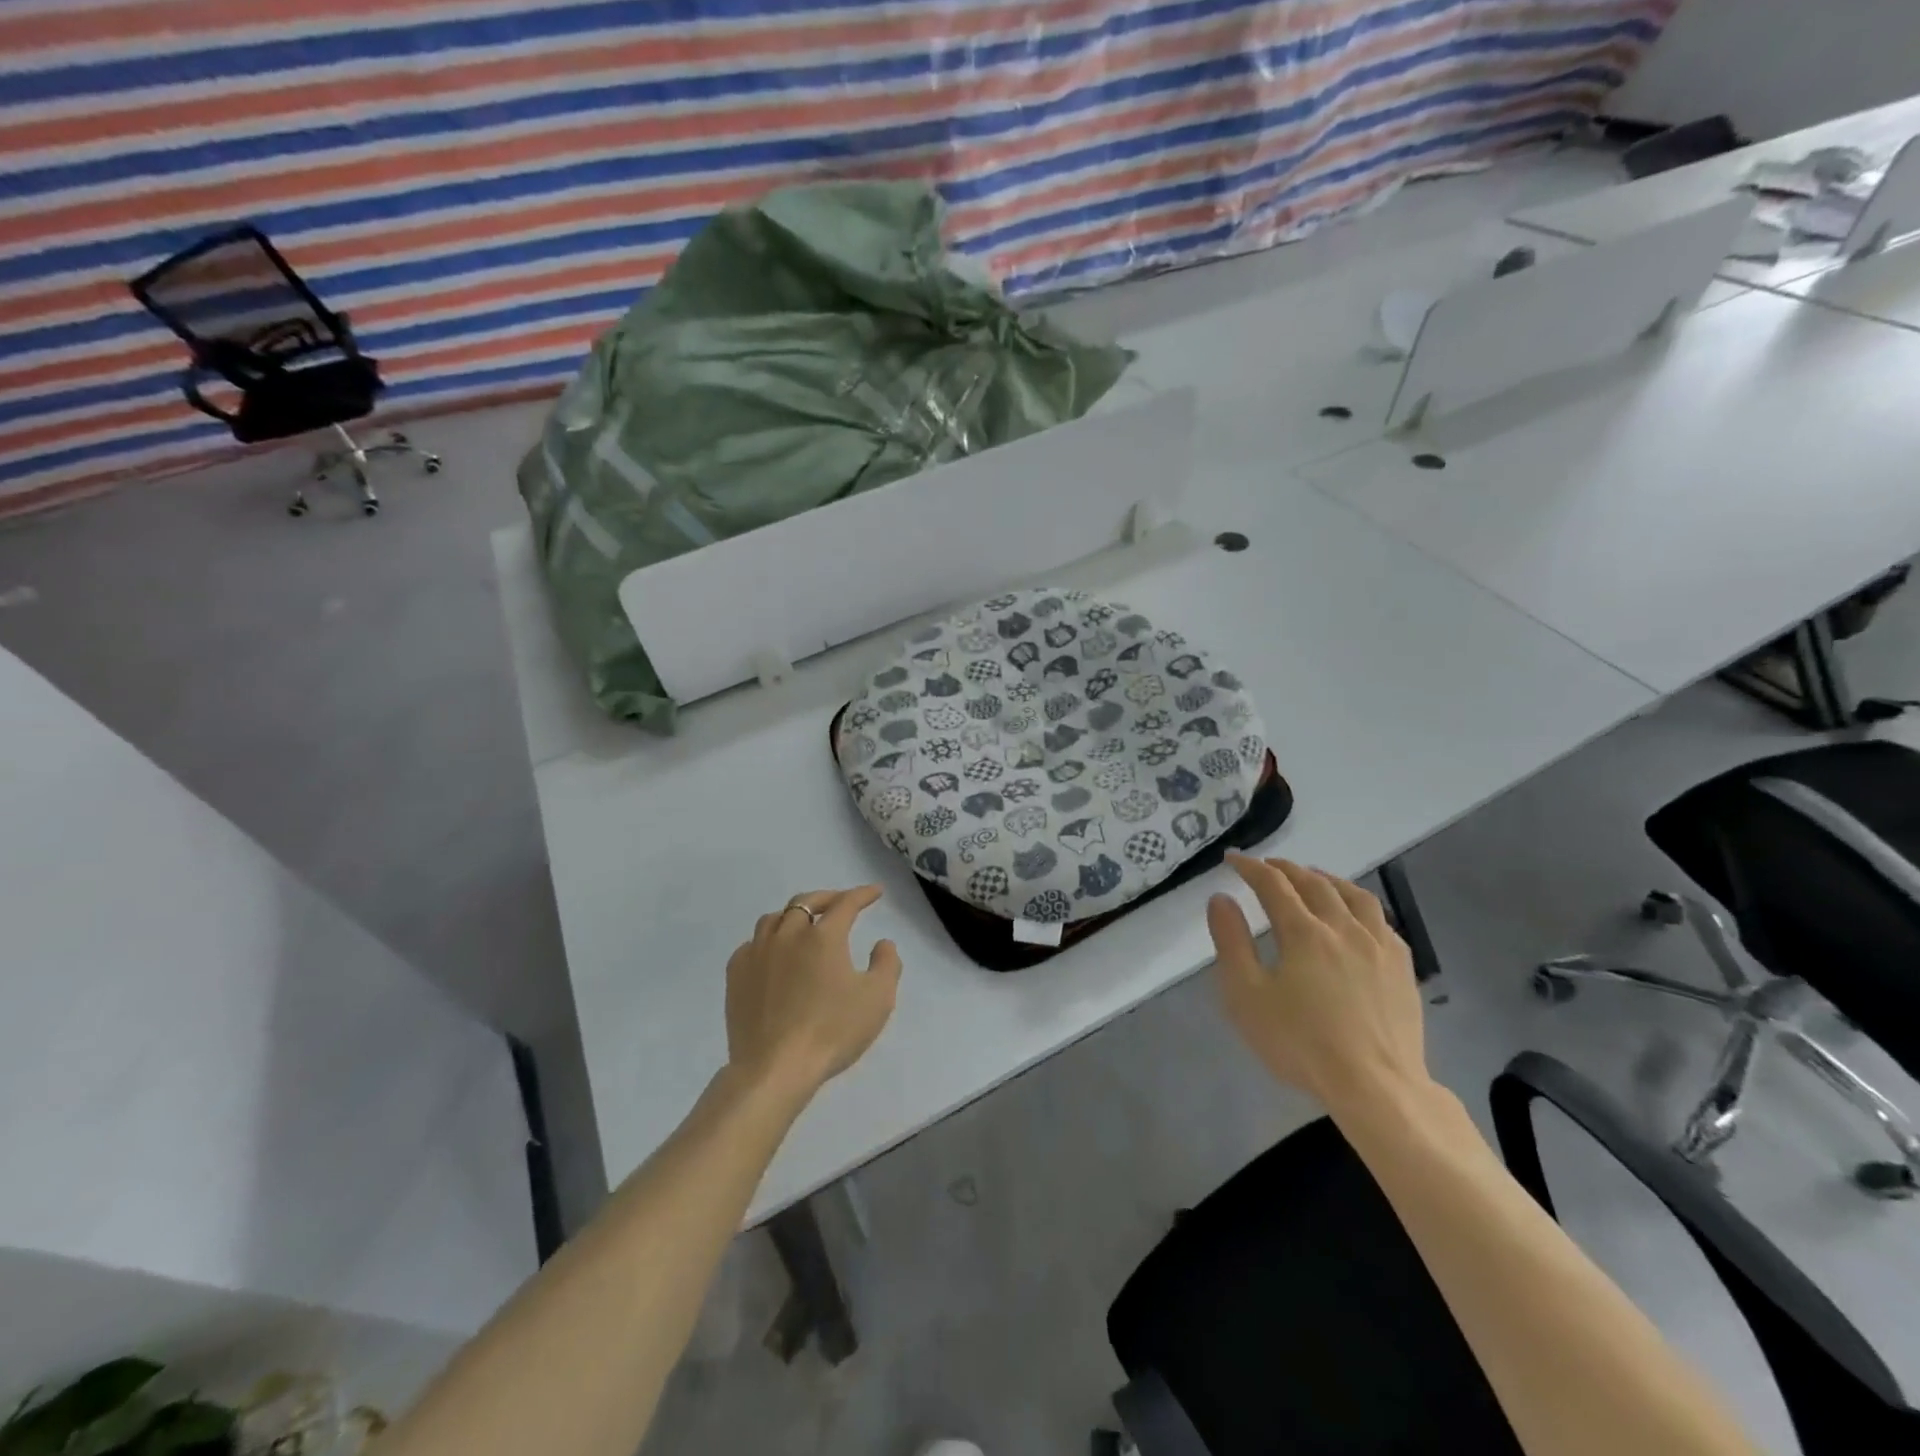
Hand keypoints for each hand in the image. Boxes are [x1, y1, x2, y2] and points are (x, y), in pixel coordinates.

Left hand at [723, 885, 902, 1103]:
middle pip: (806, 902)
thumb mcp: (877, 999)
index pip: (846, 903)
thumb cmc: (831, 1031)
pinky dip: (768, 940)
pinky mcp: (736, 974)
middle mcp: (788, 934)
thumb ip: (887, 963)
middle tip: (841, 903)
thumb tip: (882, 942)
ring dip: (794, 914)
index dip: (863, 894)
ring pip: (775, 918)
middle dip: (827, 898)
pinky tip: (774, 954)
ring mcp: (757, 952)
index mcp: (823, 936)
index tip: (875, 892)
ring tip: (804, 924)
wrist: (774, 1068)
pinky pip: (753, 943)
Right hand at [1207, 853, 1430, 1115]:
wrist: (1377, 1088)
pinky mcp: (1402, 968)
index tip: (1232, 859)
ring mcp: (1379, 946)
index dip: (1250, 867)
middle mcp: (1343, 927)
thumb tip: (1221, 898)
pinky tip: (1355, 917)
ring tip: (1312, 878)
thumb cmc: (1302, 1043)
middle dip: (1286, 868)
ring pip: (1354, 895)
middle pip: (1314, 883)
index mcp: (1304, 932)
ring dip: (1327, 879)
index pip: (1273, 884)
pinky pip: (1381, 920)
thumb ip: (1231, 942)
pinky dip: (1359, 905)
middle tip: (1267, 866)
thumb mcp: (1247, 996)